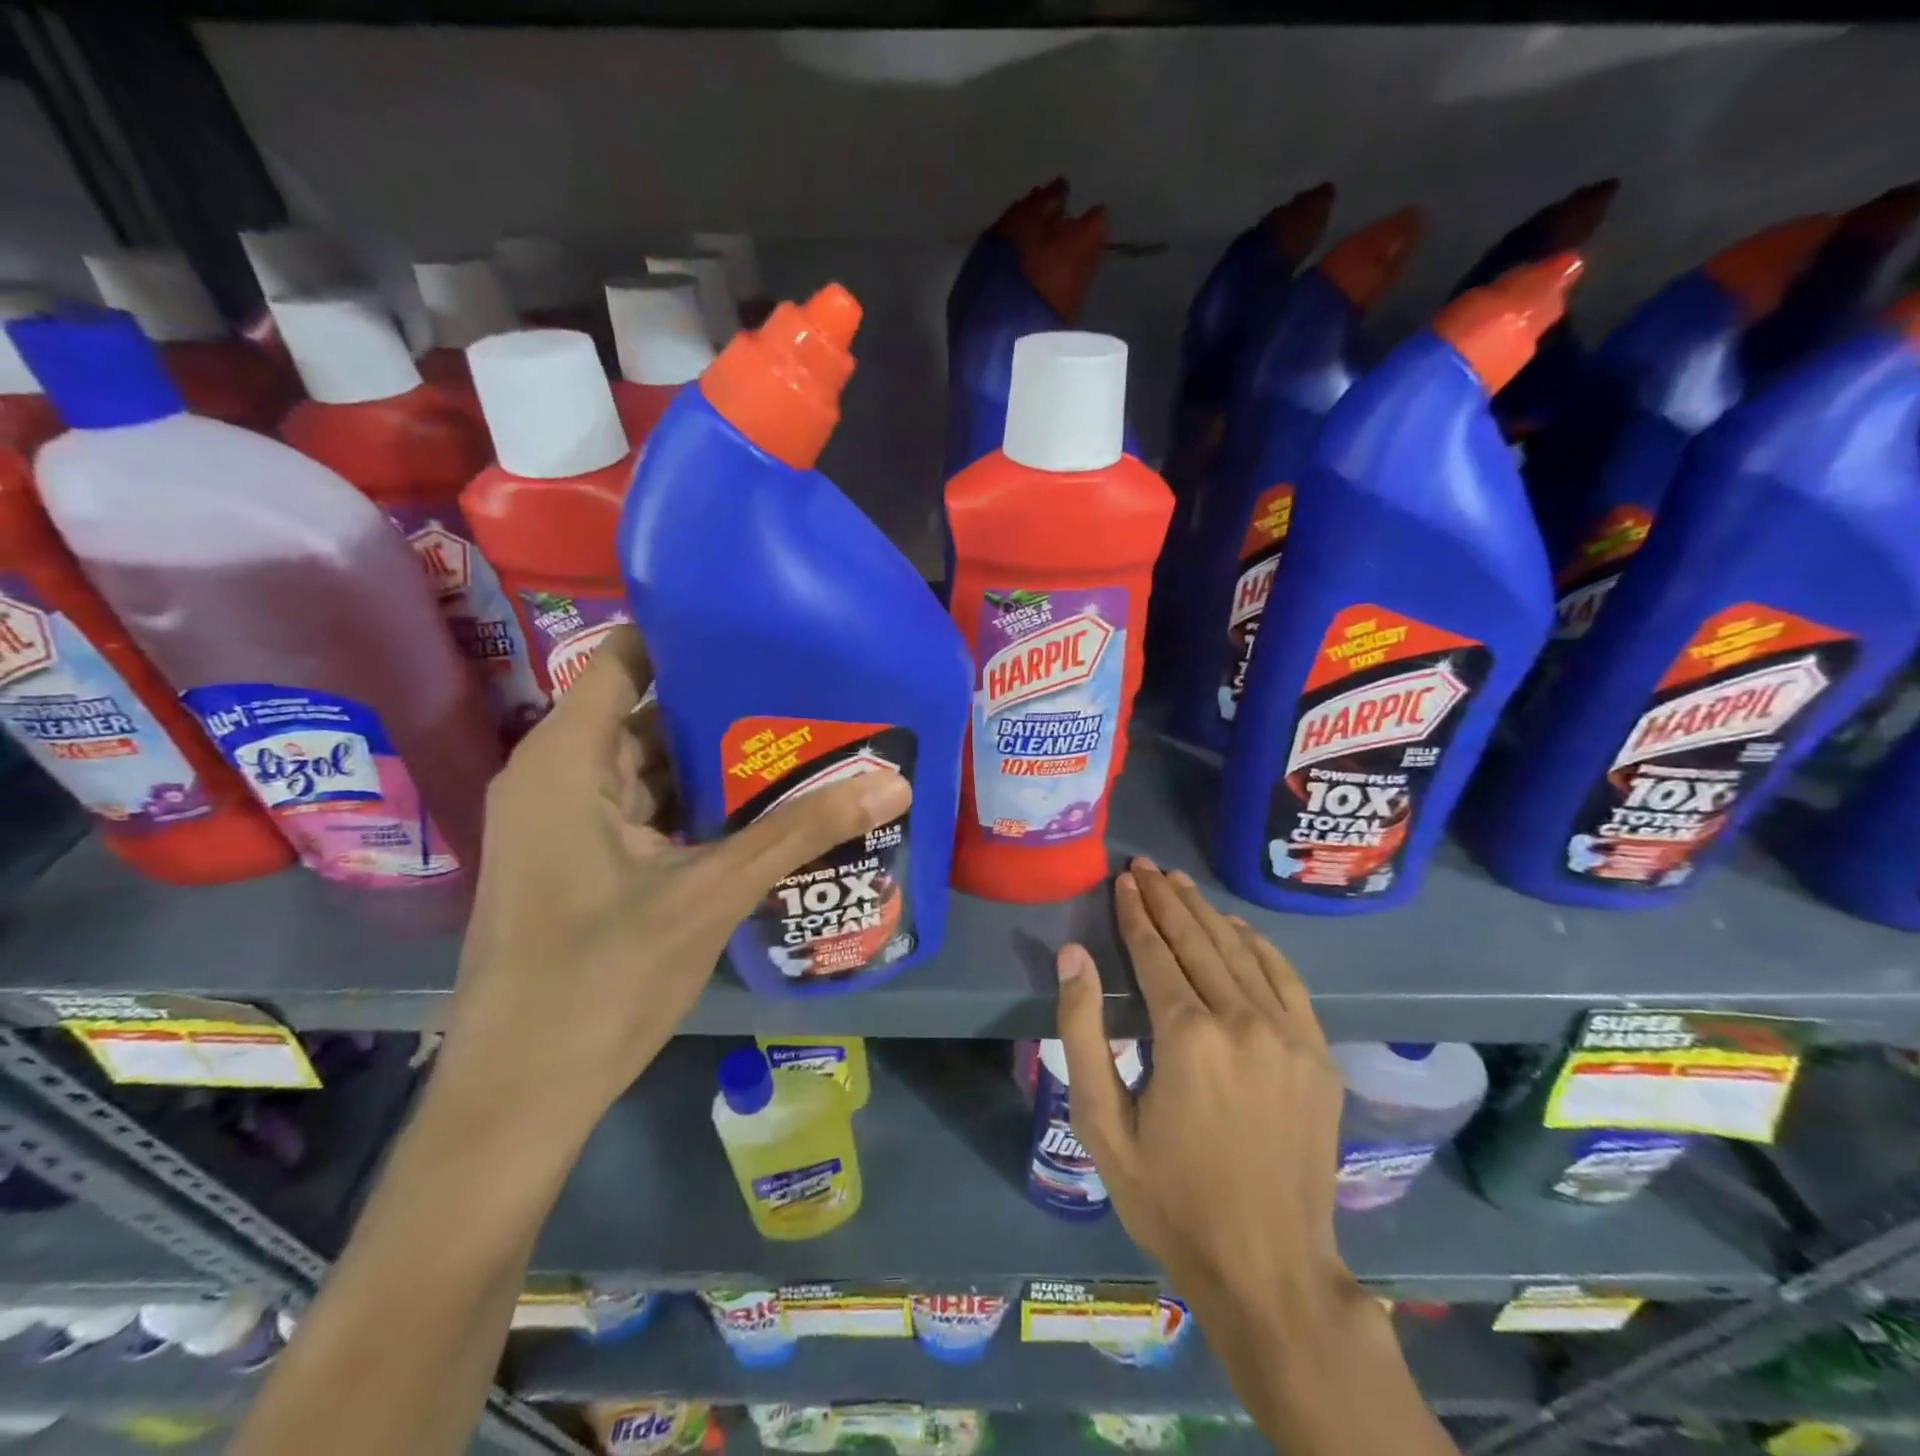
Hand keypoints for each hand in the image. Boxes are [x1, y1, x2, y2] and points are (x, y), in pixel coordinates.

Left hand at [438, 625, 911, 1141]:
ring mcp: (568, 825)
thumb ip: (802, 831)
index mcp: (567, 761)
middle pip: (647, 713)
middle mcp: (559, 778)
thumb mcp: (712, 892)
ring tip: (799, 742)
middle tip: (804, 691)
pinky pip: (647, 812)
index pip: (625, 659)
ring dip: (717, 763)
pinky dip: (698, 807)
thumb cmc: (601, 978)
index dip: (688, 636)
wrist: (520, 1095)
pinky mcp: (583, 864)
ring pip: (652, 768)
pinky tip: (762, 811)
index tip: (761, 628)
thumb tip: (892, 782)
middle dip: (723, 705)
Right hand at [1054, 857, 1350, 1309]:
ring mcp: (1288, 1036)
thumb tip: (1073, 956)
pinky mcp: (1317, 1055)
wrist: (1269, 1270)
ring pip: (1240, 953)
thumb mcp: (1102, 1124)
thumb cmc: (1171, 1199)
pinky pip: (1285, 980)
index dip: (1136, 912)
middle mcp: (1242, 1021)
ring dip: (1206, 913)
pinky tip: (1236, 928)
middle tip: (1145, 866)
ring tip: (1180, 884)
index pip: (1155, 953)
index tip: (1123, 879)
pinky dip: (1257, 946)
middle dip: (1167, 899)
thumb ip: (1083, 1032)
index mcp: (1187, 1036)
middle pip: (1198, 941)